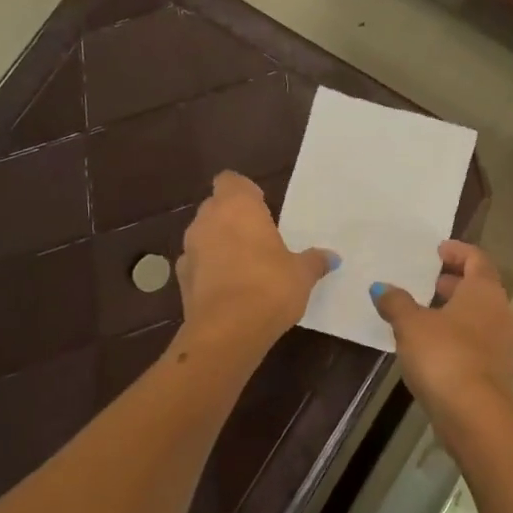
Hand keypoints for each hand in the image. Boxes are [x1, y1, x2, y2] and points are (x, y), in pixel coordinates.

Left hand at [177, 173, 333, 352]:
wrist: (227, 330)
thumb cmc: (270, 287)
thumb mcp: (302, 274)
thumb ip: (314, 261)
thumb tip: (332, 257)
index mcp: (238, 207)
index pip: (231, 181)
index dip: (245, 192)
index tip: (261, 208)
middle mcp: (207, 220)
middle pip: (216, 207)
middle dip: (233, 219)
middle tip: (258, 238)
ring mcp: (189, 249)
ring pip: (203, 236)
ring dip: (219, 244)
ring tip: (245, 266)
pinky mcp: (181, 279)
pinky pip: (197, 265)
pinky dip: (209, 271)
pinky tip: (229, 290)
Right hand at [370, 241, 512, 421]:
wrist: (475, 413)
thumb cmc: (444, 356)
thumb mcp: (411, 325)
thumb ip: (396, 302)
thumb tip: (382, 288)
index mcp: (485, 290)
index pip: (477, 259)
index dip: (458, 251)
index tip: (438, 249)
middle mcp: (500, 311)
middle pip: (480, 287)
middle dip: (454, 281)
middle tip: (429, 280)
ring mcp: (502, 342)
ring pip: (479, 315)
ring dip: (455, 309)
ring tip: (425, 312)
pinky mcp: (496, 369)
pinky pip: (477, 340)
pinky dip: (457, 334)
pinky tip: (432, 344)